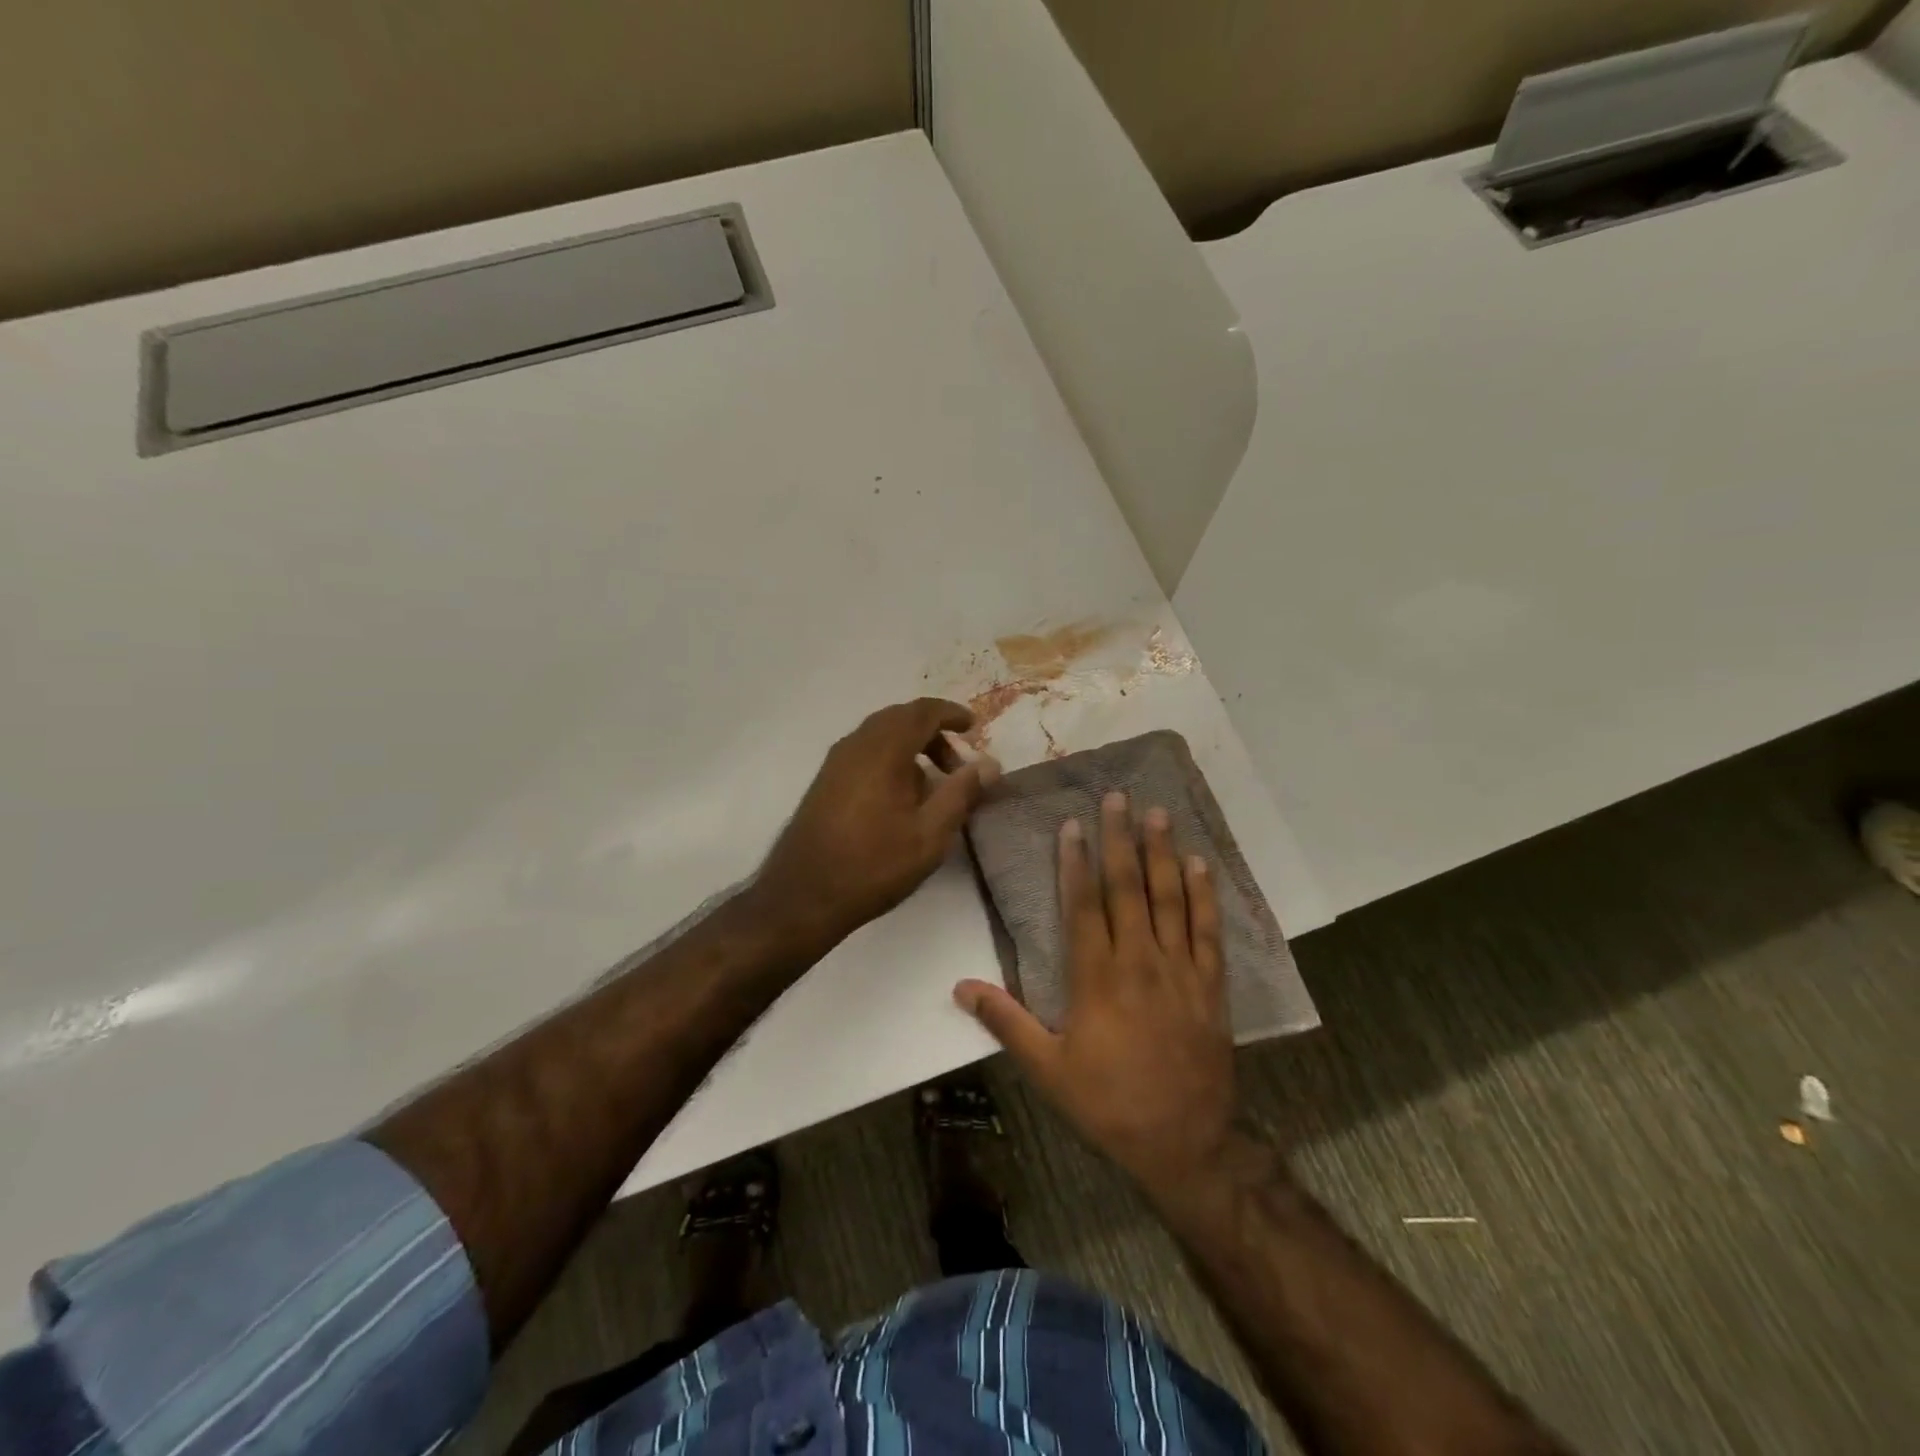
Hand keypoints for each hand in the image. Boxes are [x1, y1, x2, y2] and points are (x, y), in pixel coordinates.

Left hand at [755, 699, 999, 948]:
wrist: (803, 896)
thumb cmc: (873, 865)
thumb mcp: (930, 834)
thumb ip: (961, 793)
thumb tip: (989, 764)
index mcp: (883, 750)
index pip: (922, 712)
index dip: (951, 714)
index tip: (974, 727)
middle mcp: (856, 745)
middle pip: (899, 718)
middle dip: (933, 731)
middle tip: (957, 763)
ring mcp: (835, 762)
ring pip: (880, 735)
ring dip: (911, 746)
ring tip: (933, 784)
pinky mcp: (825, 781)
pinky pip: (865, 752)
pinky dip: (890, 758)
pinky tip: (901, 797)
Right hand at [955, 791, 1237, 1195]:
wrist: (1185, 1142)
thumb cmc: (1108, 1103)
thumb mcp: (1047, 1069)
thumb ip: (1005, 1021)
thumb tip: (959, 987)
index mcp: (1096, 978)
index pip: (1082, 906)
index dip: (1075, 863)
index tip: (1072, 825)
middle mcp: (1139, 962)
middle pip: (1127, 889)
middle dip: (1120, 840)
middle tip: (1118, 798)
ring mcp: (1180, 971)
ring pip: (1169, 899)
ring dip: (1161, 854)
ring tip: (1157, 814)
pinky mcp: (1211, 986)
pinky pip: (1208, 931)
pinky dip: (1204, 895)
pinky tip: (1199, 865)